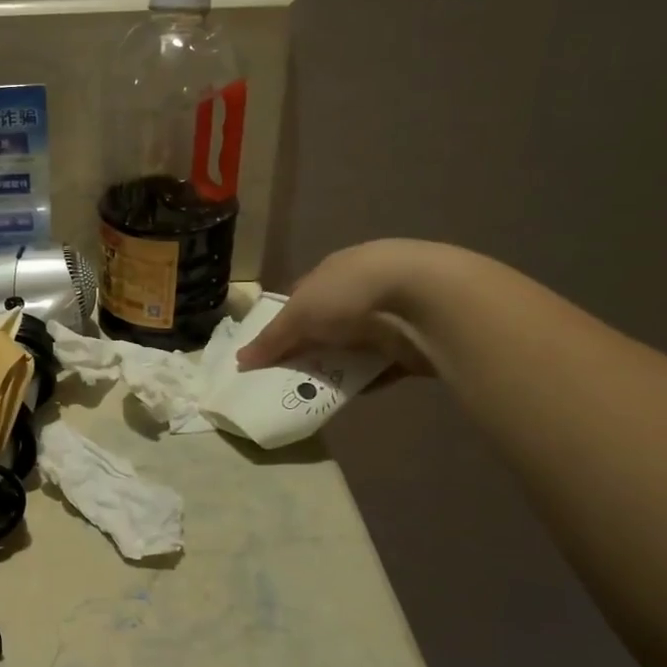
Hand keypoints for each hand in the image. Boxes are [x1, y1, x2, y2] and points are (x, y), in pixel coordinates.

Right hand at [236, 239, 444, 378]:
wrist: (426, 302)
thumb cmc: (352, 293)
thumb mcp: (299, 314)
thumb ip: (271, 339)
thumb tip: (240, 360)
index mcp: (335, 270)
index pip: (302, 295)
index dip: (283, 320)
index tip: (268, 348)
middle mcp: (362, 288)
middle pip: (326, 323)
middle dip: (308, 347)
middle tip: (284, 375)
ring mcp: (390, 315)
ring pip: (353, 346)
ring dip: (336, 365)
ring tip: (311, 390)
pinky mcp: (411, 344)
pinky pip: (381, 367)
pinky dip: (365, 381)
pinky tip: (347, 396)